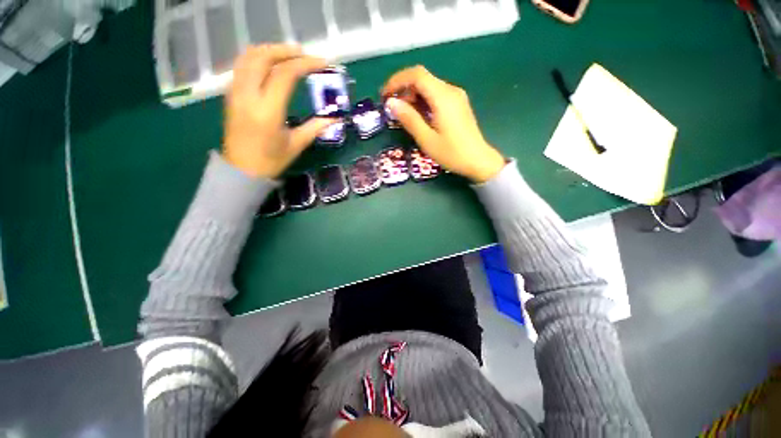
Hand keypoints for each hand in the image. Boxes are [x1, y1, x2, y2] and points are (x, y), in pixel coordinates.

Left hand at [223, 45, 335, 178]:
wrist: (241, 170)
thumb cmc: (271, 161)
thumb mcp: (296, 145)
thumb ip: (315, 128)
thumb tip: (335, 118)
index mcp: (268, 110)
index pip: (285, 74)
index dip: (305, 64)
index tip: (322, 63)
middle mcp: (248, 95)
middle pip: (263, 56)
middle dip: (286, 50)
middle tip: (305, 55)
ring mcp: (236, 92)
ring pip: (249, 57)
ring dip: (270, 50)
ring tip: (289, 55)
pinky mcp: (231, 94)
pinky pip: (242, 65)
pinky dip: (258, 58)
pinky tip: (271, 65)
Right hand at [382, 66, 504, 182]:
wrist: (478, 161)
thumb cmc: (452, 153)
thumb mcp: (426, 139)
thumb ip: (409, 119)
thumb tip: (391, 103)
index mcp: (443, 97)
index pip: (417, 75)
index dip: (397, 81)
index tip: (384, 95)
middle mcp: (451, 91)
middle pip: (423, 79)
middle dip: (403, 89)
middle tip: (391, 109)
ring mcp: (456, 97)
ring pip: (429, 87)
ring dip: (413, 96)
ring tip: (402, 115)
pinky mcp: (458, 104)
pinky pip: (436, 95)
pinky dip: (423, 101)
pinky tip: (418, 116)